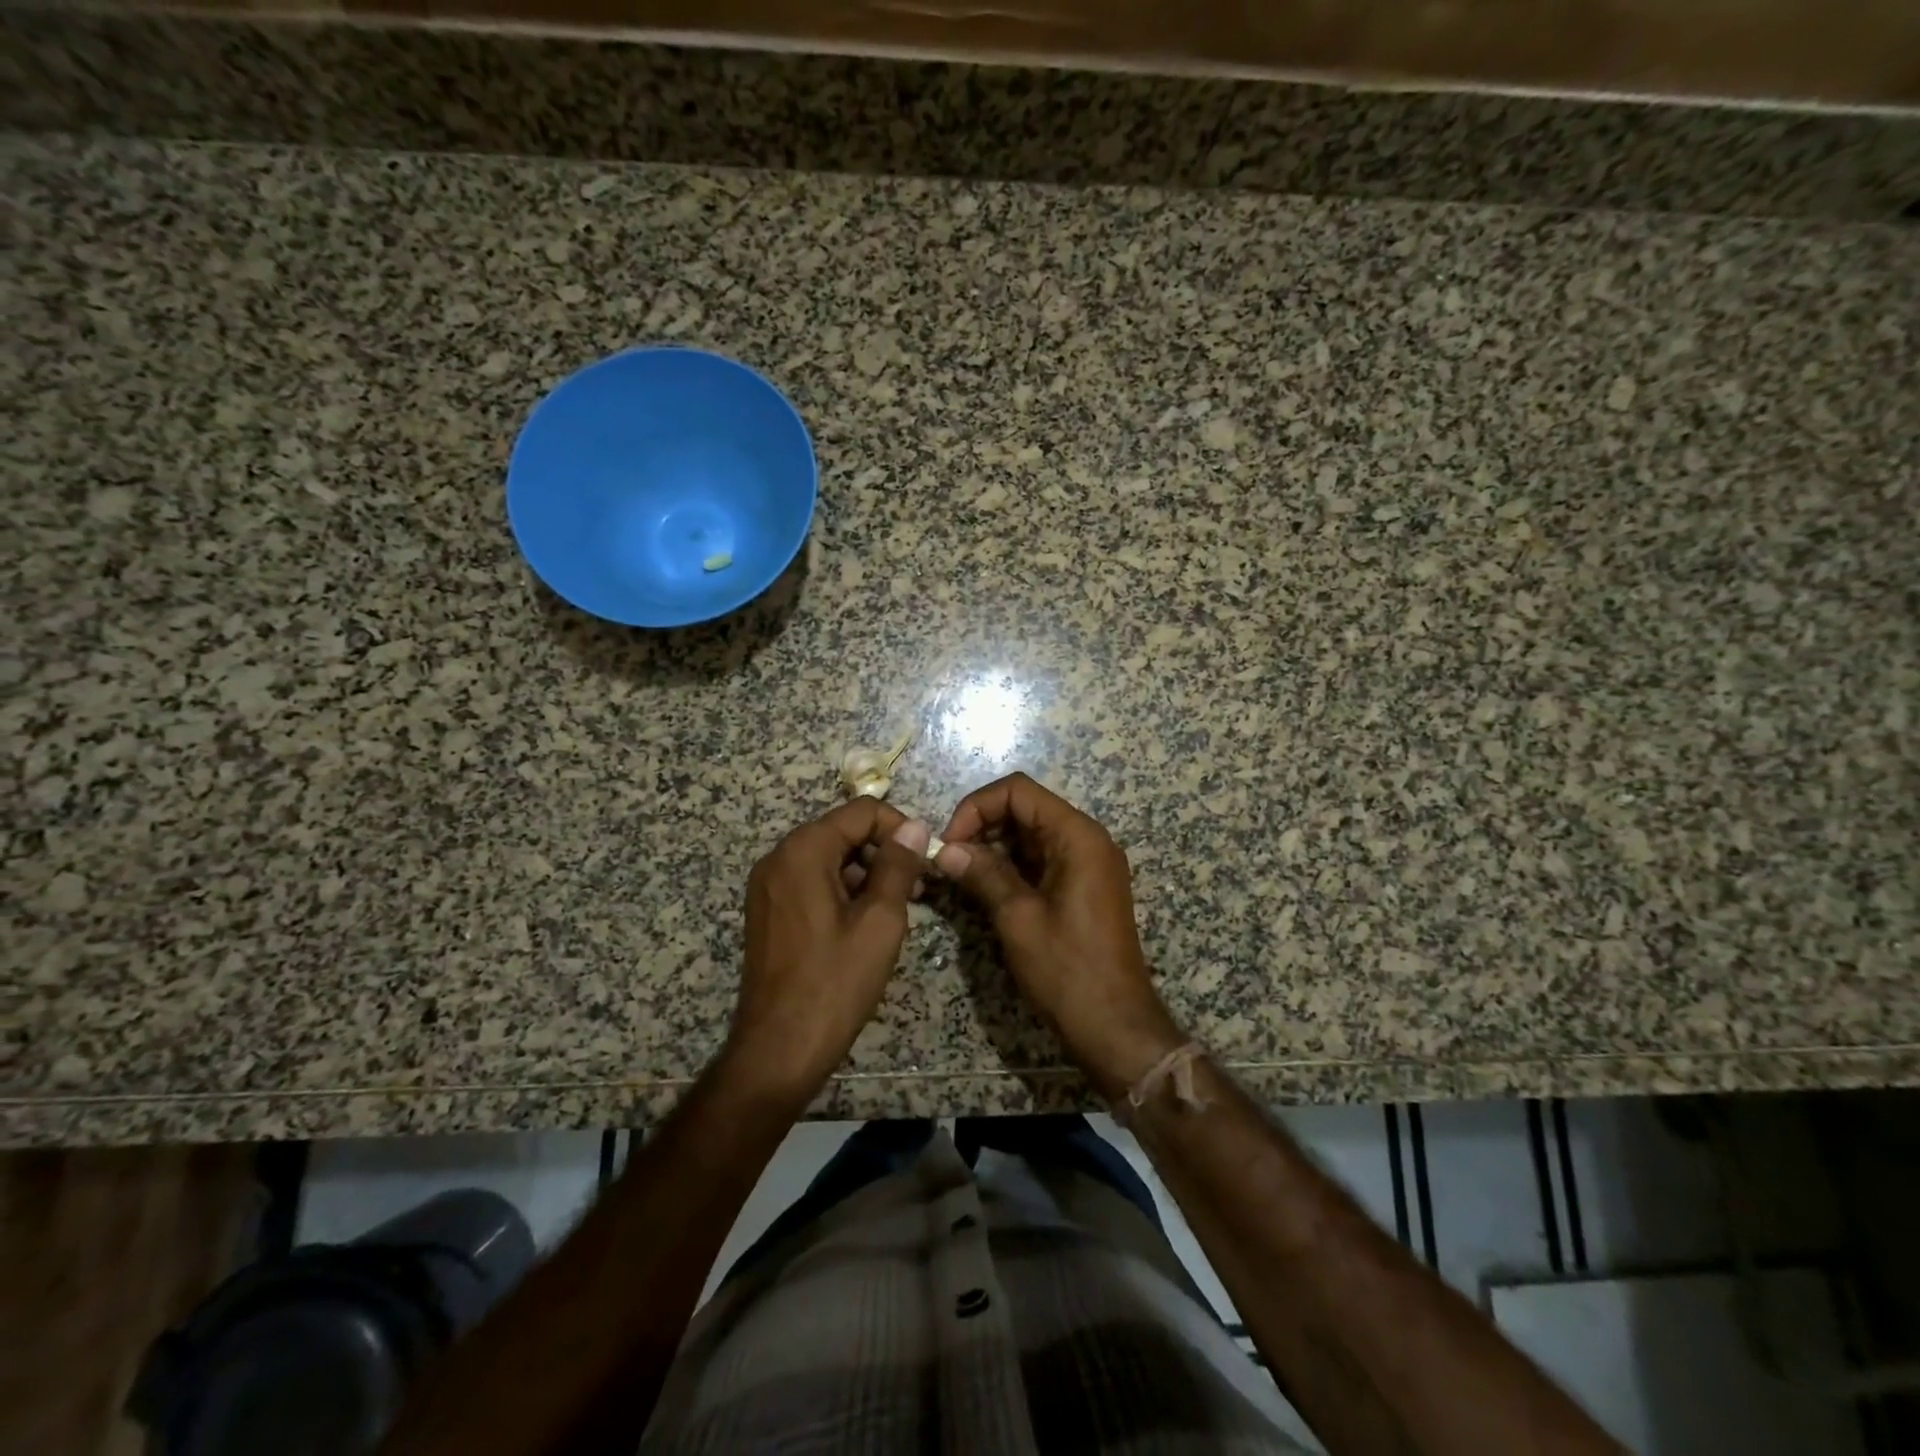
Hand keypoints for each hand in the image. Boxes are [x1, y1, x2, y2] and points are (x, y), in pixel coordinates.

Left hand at [728, 800, 931, 1103]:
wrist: (778, 1050)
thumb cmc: (834, 983)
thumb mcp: (880, 921)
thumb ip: (898, 866)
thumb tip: (915, 827)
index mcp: (803, 851)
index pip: (861, 812)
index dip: (900, 828)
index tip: (926, 861)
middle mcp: (779, 858)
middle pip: (843, 831)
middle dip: (884, 852)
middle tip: (918, 888)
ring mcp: (769, 886)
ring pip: (830, 858)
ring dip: (868, 873)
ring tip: (900, 908)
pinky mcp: (769, 912)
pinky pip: (813, 882)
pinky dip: (845, 891)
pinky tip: (868, 923)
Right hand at [934, 772, 1182, 1095]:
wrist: (1115, 1027)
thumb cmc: (1068, 970)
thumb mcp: (1018, 918)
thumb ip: (982, 874)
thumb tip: (945, 850)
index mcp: (1078, 836)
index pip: (1019, 791)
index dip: (977, 807)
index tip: (949, 842)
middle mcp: (1086, 840)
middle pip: (1025, 808)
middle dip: (982, 826)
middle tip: (949, 861)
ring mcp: (1087, 864)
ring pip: (1030, 835)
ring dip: (993, 847)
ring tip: (960, 875)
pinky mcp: (1082, 887)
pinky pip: (1041, 860)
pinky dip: (1010, 867)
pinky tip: (984, 888)